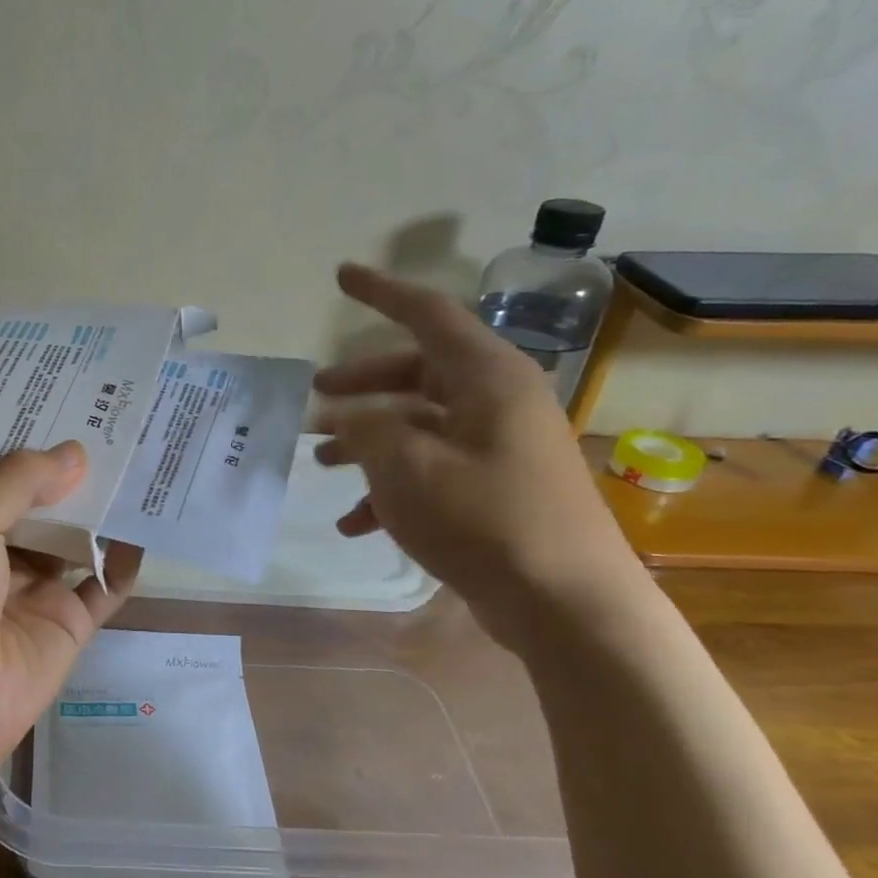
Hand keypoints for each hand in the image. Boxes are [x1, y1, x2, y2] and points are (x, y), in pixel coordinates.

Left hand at [0, 442, 142, 767]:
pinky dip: (122, 561)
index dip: (22, 446)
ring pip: (72, 540)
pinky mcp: (66, 625)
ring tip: (139, 459)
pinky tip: (142, 526)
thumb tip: (76, 452)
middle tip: (112, 422)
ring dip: (100, 510)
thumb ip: (16, 482)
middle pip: (37, 506)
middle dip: (68, 473)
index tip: (58, 401)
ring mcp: (29, 592)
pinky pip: (102, 587)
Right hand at [312, 261, 636, 650]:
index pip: (428, 314)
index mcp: (486, 378)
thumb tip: (342, 416)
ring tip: (319, 462)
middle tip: (314, 395)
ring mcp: (497, 446)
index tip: (341, 275)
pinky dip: (389, 487)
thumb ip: (364, 428)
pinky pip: (430, 469)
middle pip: (416, 372)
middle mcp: (496, 401)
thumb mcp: (405, 466)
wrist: (563, 602)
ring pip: (417, 424)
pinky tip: (353, 521)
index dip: (380, 292)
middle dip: (360, 384)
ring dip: (366, 440)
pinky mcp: (494, 487)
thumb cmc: (483, 519)